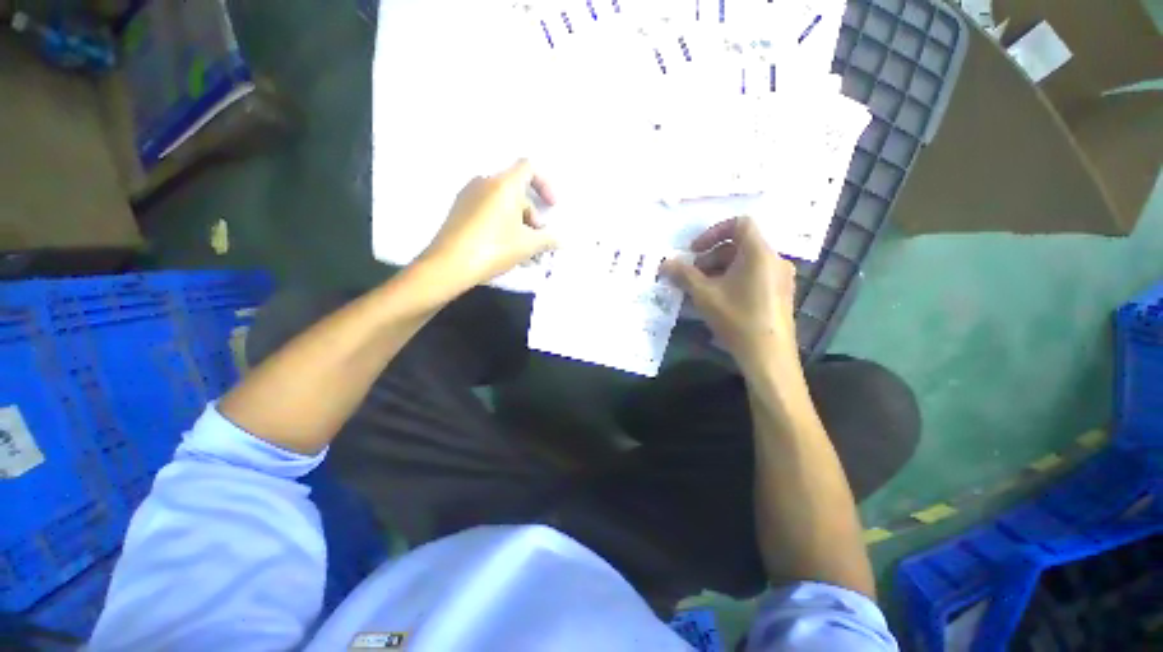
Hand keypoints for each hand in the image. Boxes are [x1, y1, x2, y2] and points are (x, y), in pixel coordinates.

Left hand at [420, 159, 557, 290]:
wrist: (449, 265)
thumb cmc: (494, 248)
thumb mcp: (527, 245)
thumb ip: (548, 239)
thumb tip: (562, 241)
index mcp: (503, 184)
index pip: (529, 167)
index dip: (545, 184)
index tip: (552, 206)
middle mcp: (484, 182)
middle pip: (517, 190)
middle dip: (532, 214)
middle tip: (537, 239)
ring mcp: (468, 195)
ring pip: (502, 203)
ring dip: (518, 222)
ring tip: (523, 250)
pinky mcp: (459, 210)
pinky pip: (488, 210)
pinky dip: (502, 223)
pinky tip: (505, 248)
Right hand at [662, 217, 798, 367]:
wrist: (768, 356)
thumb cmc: (737, 318)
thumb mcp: (704, 294)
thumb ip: (683, 274)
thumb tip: (665, 262)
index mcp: (759, 253)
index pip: (740, 223)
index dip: (713, 232)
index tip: (694, 251)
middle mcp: (774, 259)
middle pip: (739, 245)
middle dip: (711, 257)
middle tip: (692, 276)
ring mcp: (780, 278)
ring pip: (745, 262)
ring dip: (719, 270)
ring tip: (702, 290)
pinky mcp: (779, 293)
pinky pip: (753, 276)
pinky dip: (733, 279)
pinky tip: (719, 300)